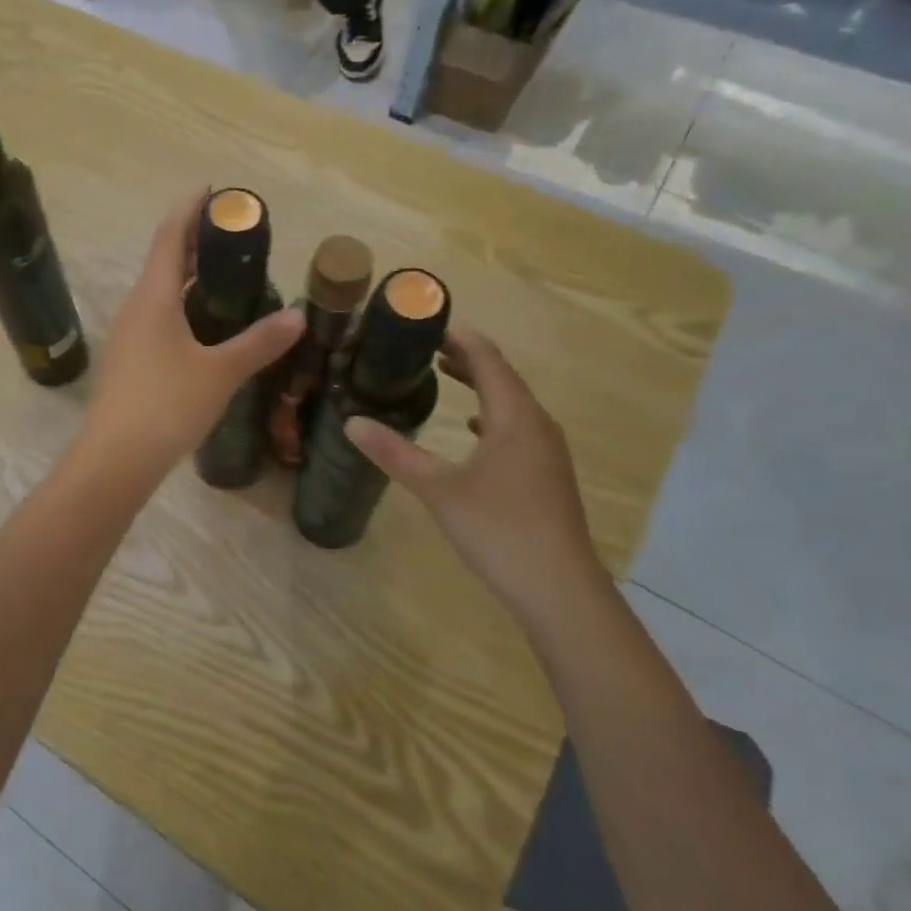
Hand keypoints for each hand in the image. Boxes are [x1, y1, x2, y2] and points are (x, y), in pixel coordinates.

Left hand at [81, 191, 302, 477]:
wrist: (115, 460)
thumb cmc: (166, 406)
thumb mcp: (219, 373)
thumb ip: (258, 343)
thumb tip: (297, 315)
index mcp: (152, 298)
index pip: (169, 237)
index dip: (190, 209)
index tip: (213, 190)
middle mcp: (135, 308)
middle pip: (163, 262)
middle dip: (194, 242)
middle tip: (233, 234)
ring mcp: (128, 337)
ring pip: (159, 293)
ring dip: (187, 277)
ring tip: (224, 275)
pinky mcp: (129, 362)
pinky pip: (157, 319)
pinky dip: (182, 308)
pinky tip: (204, 327)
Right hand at [345, 326, 609, 617]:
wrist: (558, 588)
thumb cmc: (499, 528)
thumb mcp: (438, 489)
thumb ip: (395, 453)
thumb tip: (351, 423)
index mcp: (514, 416)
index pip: (487, 357)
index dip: (457, 336)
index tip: (424, 322)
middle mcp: (536, 423)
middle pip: (501, 375)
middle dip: (464, 356)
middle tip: (423, 345)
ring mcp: (546, 450)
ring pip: (510, 402)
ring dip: (478, 384)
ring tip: (442, 374)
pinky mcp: (546, 473)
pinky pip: (516, 427)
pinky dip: (490, 415)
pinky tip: (471, 429)